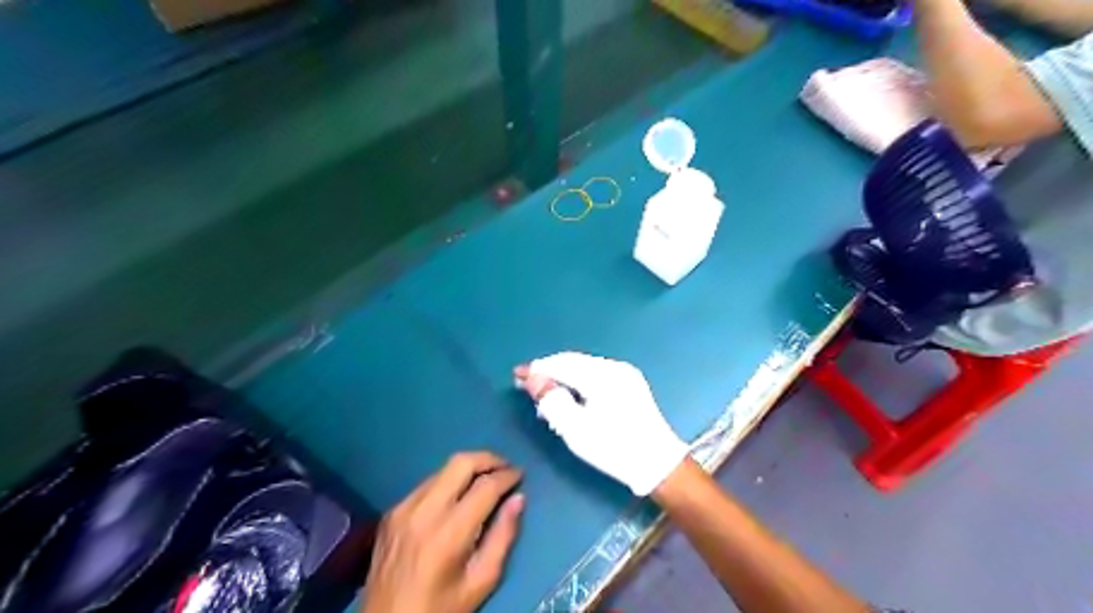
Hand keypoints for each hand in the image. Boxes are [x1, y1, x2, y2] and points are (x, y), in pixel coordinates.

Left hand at [359, 450, 524, 611]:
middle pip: (461, 462)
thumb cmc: (440, 607)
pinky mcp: (391, 512)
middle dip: (488, 458)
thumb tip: (519, 499)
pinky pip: (426, 484)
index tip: (520, 475)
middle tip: (505, 467)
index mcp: (449, 533)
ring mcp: (403, 508)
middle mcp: (424, 511)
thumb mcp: (481, 581)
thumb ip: (503, 537)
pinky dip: (447, 483)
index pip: (485, 486)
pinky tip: (456, 497)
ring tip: (485, 479)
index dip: (507, 476)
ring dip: (468, 469)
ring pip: (442, 469)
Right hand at [519, 352, 684, 494]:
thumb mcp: (576, 429)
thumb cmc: (614, 448)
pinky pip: (596, 375)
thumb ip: (552, 400)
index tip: (517, 375)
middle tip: (527, 385)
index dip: (538, 369)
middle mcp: (615, 367)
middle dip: (549, 371)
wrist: (658, 464)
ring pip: (584, 368)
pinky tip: (570, 396)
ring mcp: (625, 374)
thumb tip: (533, 379)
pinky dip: (579, 381)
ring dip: (563, 377)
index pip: (562, 364)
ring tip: (545, 394)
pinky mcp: (631, 384)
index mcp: (602, 375)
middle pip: (573, 362)